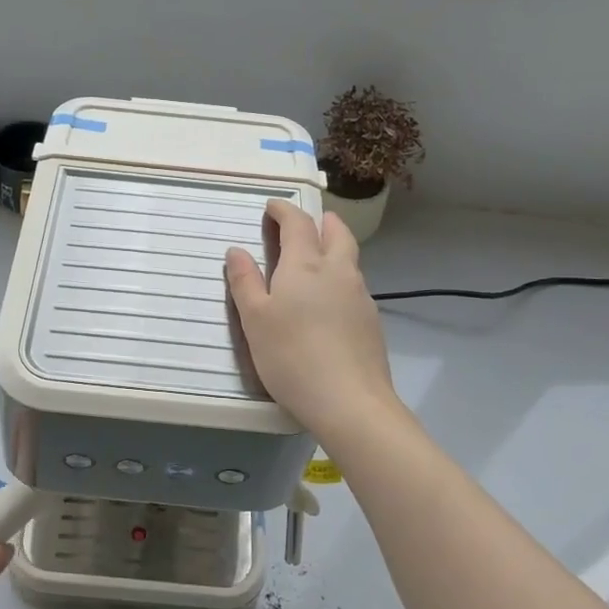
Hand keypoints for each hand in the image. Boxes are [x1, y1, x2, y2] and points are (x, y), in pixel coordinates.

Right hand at [225, 200, 400, 439]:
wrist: (350, 401)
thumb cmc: (292, 356)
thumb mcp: (255, 320)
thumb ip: (245, 282)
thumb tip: (236, 250)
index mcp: (305, 265)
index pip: (297, 223)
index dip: (284, 210)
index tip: (272, 206)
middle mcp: (338, 271)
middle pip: (337, 232)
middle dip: (321, 221)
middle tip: (305, 223)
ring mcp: (360, 296)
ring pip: (349, 258)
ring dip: (333, 248)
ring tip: (315, 259)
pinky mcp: (371, 321)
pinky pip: (354, 285)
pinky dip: (340, 277)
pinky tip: (329, 300)